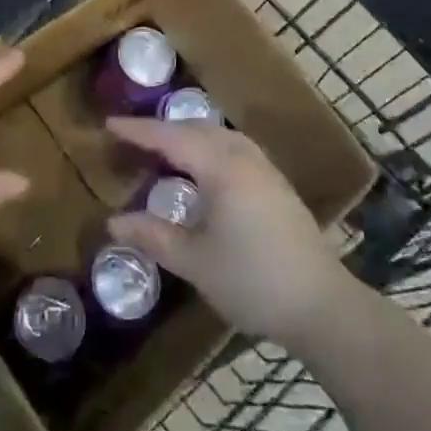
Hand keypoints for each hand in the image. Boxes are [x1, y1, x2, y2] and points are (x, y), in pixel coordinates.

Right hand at [105, 117, 347, 347]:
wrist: (322, 305)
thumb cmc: (252, 280)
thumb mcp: (195, 262)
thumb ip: (154, 236)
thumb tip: (113, 223)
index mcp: (220, 167)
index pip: (170, 137)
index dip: (138, 131)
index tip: (109, 124)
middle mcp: (243, 157)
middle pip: (195, 129)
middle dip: (162, 129)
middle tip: (132, 137)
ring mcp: (265, 169)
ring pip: (218, 136)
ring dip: (188, 135)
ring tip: (164, 148)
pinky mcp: (277, 185)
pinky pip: (233, 148)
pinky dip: (209, 147)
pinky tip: (203, 169)